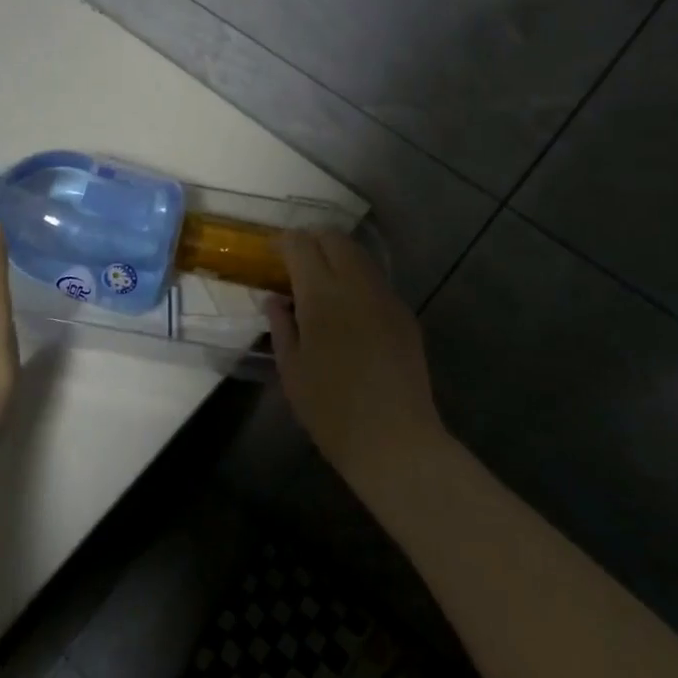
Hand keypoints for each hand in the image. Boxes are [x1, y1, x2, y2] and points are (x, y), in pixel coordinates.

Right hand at [265, 230, 446, 495]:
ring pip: (359, 255)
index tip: (272, 254)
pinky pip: (376, 280)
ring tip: (321, 281)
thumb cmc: (330, 408)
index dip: (283, 243)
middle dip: (312, 240)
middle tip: (295, 261)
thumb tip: (275, 300)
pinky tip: (348, 307)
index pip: (300, 245)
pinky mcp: (404, 314)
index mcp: (322, 294)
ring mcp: (385, 296)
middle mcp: (356, 284)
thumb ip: (281, 326)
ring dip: (337, 256)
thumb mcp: (291, 369)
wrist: (394, 440)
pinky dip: (357, 279)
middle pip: (334, 238)